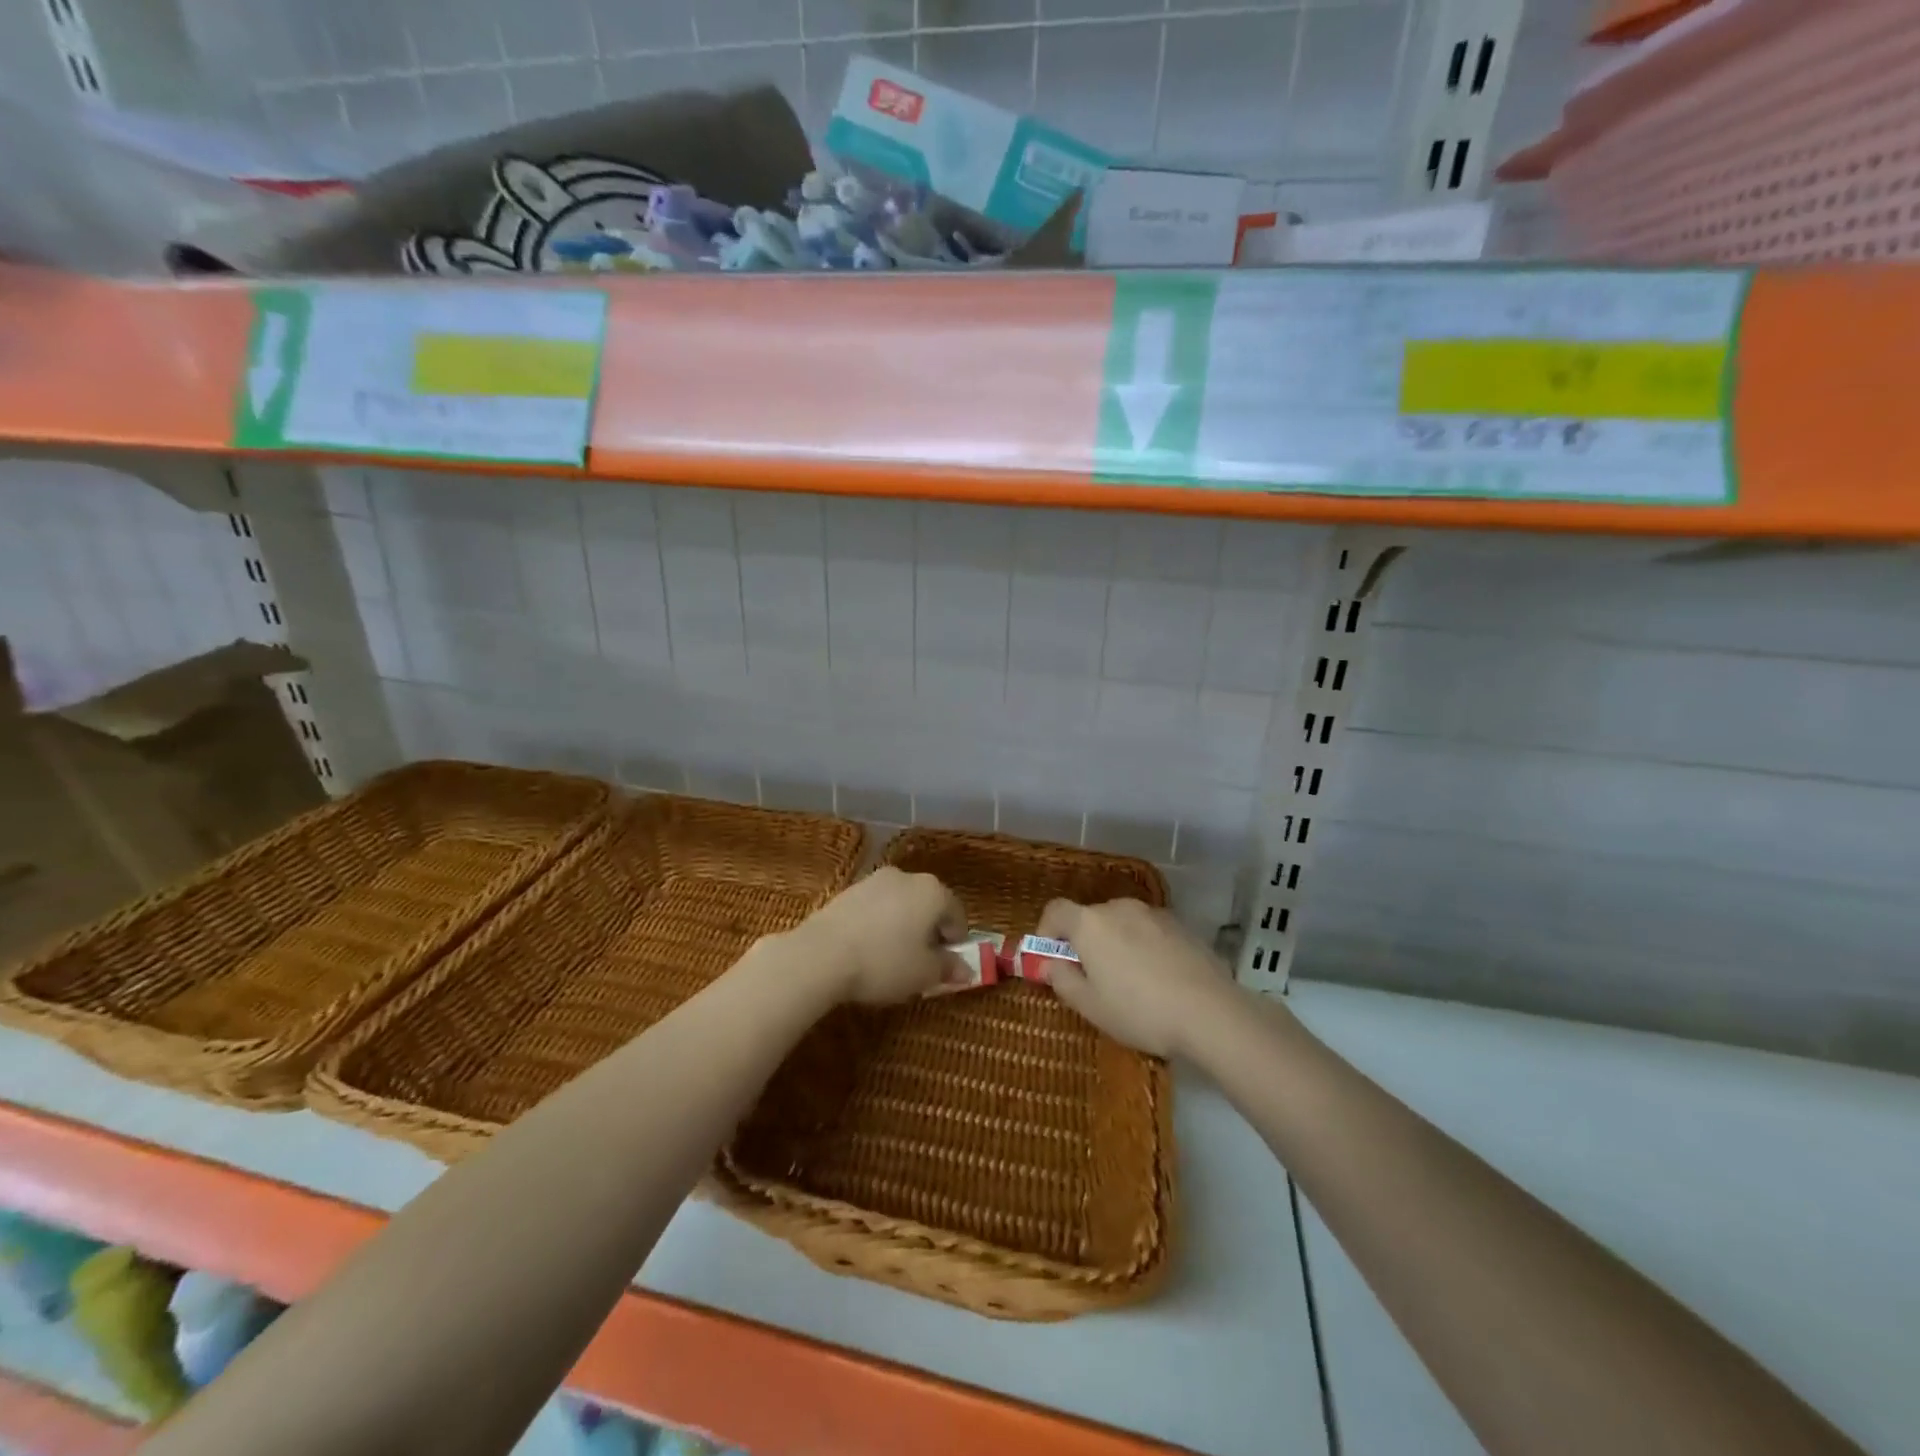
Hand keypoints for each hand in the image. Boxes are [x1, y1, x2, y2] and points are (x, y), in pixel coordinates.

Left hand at [790, 868, 970, 1006]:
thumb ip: (948, 968)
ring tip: (891, 958)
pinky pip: (874, 908)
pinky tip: (867, 949)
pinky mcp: (848, 890)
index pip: (957, 914)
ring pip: (900, 904)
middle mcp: (907, 877)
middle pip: (928, 905)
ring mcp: (874, 880)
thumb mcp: (924, 974)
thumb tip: (966, 970)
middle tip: (921, 963)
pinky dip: (878, 924)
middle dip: (929, 931)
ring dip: (902, 926)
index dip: (956, 942)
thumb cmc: (884, 962)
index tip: (947, 966)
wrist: (821, 954)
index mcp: (933, 891)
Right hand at [1035, 898, 1239, 1058]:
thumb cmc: (1139, 1010)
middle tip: (1091, 978)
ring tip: (1129, 982)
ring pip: (1121, 924)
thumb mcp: (1091, 1006)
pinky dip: (1143, 946)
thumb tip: (1050, 964)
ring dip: (1115, 944)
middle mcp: (1118, 908)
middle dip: (1083, 942)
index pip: (1055, 911)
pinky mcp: (1180, 925)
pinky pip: (1148, 931)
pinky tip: (1158, 979)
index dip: (1046, 932)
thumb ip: (1062, 980)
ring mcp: (1153, 913)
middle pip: (1090, 918)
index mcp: (1089, 923)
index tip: (1050, 959)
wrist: (1210, 1012)